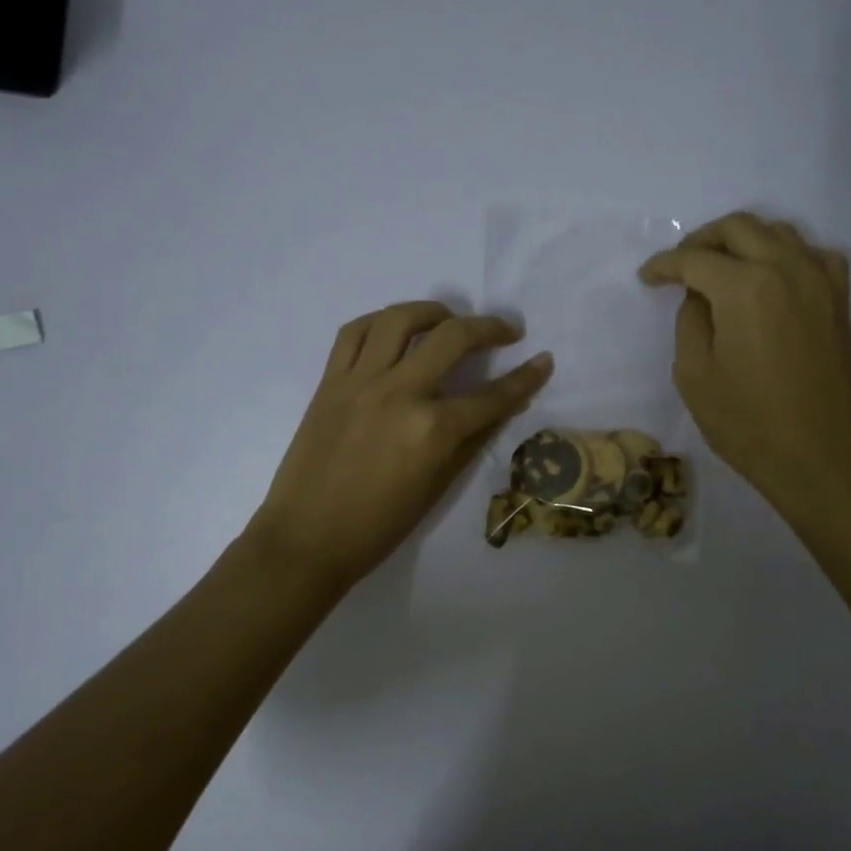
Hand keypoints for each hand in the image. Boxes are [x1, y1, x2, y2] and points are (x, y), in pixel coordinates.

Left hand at [250, 301, 552, 591]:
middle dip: (489, 328)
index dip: (526, 378)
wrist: (306, 539)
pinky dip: (380, 321)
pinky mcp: (329, 381)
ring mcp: (360, 382)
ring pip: (400, 319)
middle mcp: (400, 393)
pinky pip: (354, 332)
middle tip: (507, 331)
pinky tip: (396, 329)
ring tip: (449, 319)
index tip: (544, 360)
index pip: (492, 396)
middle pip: (453, 339)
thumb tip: (503, 407)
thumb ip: (473, 440)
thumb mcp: (438, 488)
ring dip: (434, 311)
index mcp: (432, 431)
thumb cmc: (379, 526)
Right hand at [640, 212, 850, 523]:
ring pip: (777, 231)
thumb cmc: (748, 424)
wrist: (822, 458)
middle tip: (678, 267)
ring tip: (718, 267)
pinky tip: (769, 277)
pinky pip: (810, 253)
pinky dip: (783, 253)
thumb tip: (700, 296)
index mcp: (745, 287)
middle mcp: (787, 268)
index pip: (695, 259)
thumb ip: (690, 321)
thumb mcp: (694, 376)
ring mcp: (820, 280)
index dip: (664, 265)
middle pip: (738, 228)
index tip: (646, 278)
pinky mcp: (839, 299)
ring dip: (741, 240)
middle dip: (701, 240)